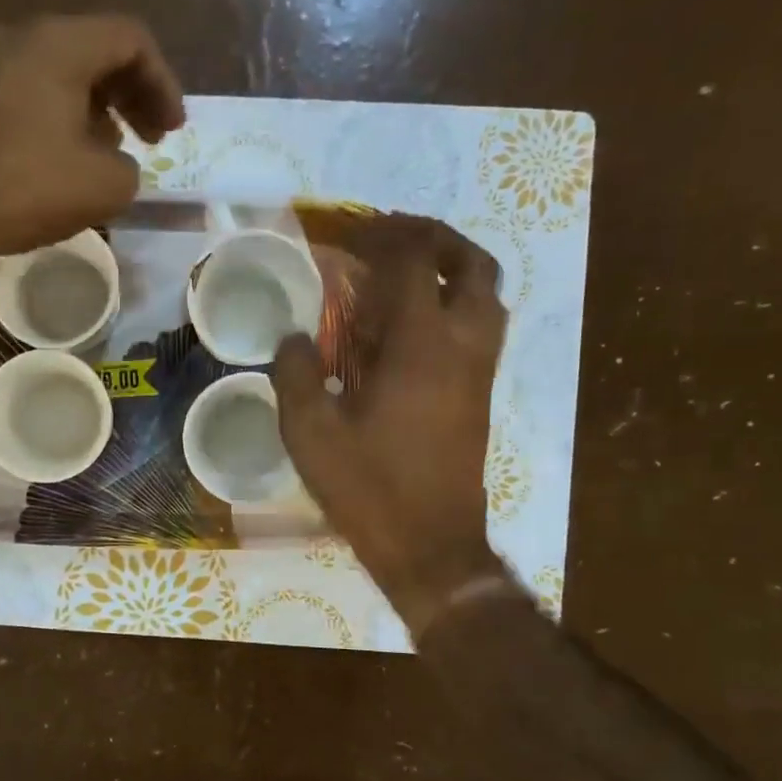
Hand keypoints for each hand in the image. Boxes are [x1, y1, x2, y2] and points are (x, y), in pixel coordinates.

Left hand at [0, 15, 185, 272]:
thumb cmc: (22, 187)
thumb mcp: (103, 187)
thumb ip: (129, 168)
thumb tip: (114, 161)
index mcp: (60, 43)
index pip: (131, 40)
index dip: (163, 84)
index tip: (172, 131)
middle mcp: (21, 36)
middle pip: (95, 50)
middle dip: (132, 95)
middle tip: (151, 138)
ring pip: (60, 72)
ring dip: (96, 109)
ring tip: (109, 153)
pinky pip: (29, 91)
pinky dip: (60, 116)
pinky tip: (62, 159)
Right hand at [275, 218, 516, 639]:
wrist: (430, 546)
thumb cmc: (368, 488)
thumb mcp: (310, 433)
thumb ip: (295, 374)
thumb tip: (292, 339)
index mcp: (420, 346)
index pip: (413, 263)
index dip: (382, 237)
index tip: (350, 234)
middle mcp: (463, 346)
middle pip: (472, 264)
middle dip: (434, 238)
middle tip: (392, 239)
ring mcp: (480, 371)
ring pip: (488, 295)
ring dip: (454, 269)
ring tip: (408, 274)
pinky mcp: (481, 395)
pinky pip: (482, 327)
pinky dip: (456, 304)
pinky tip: (413, 327)